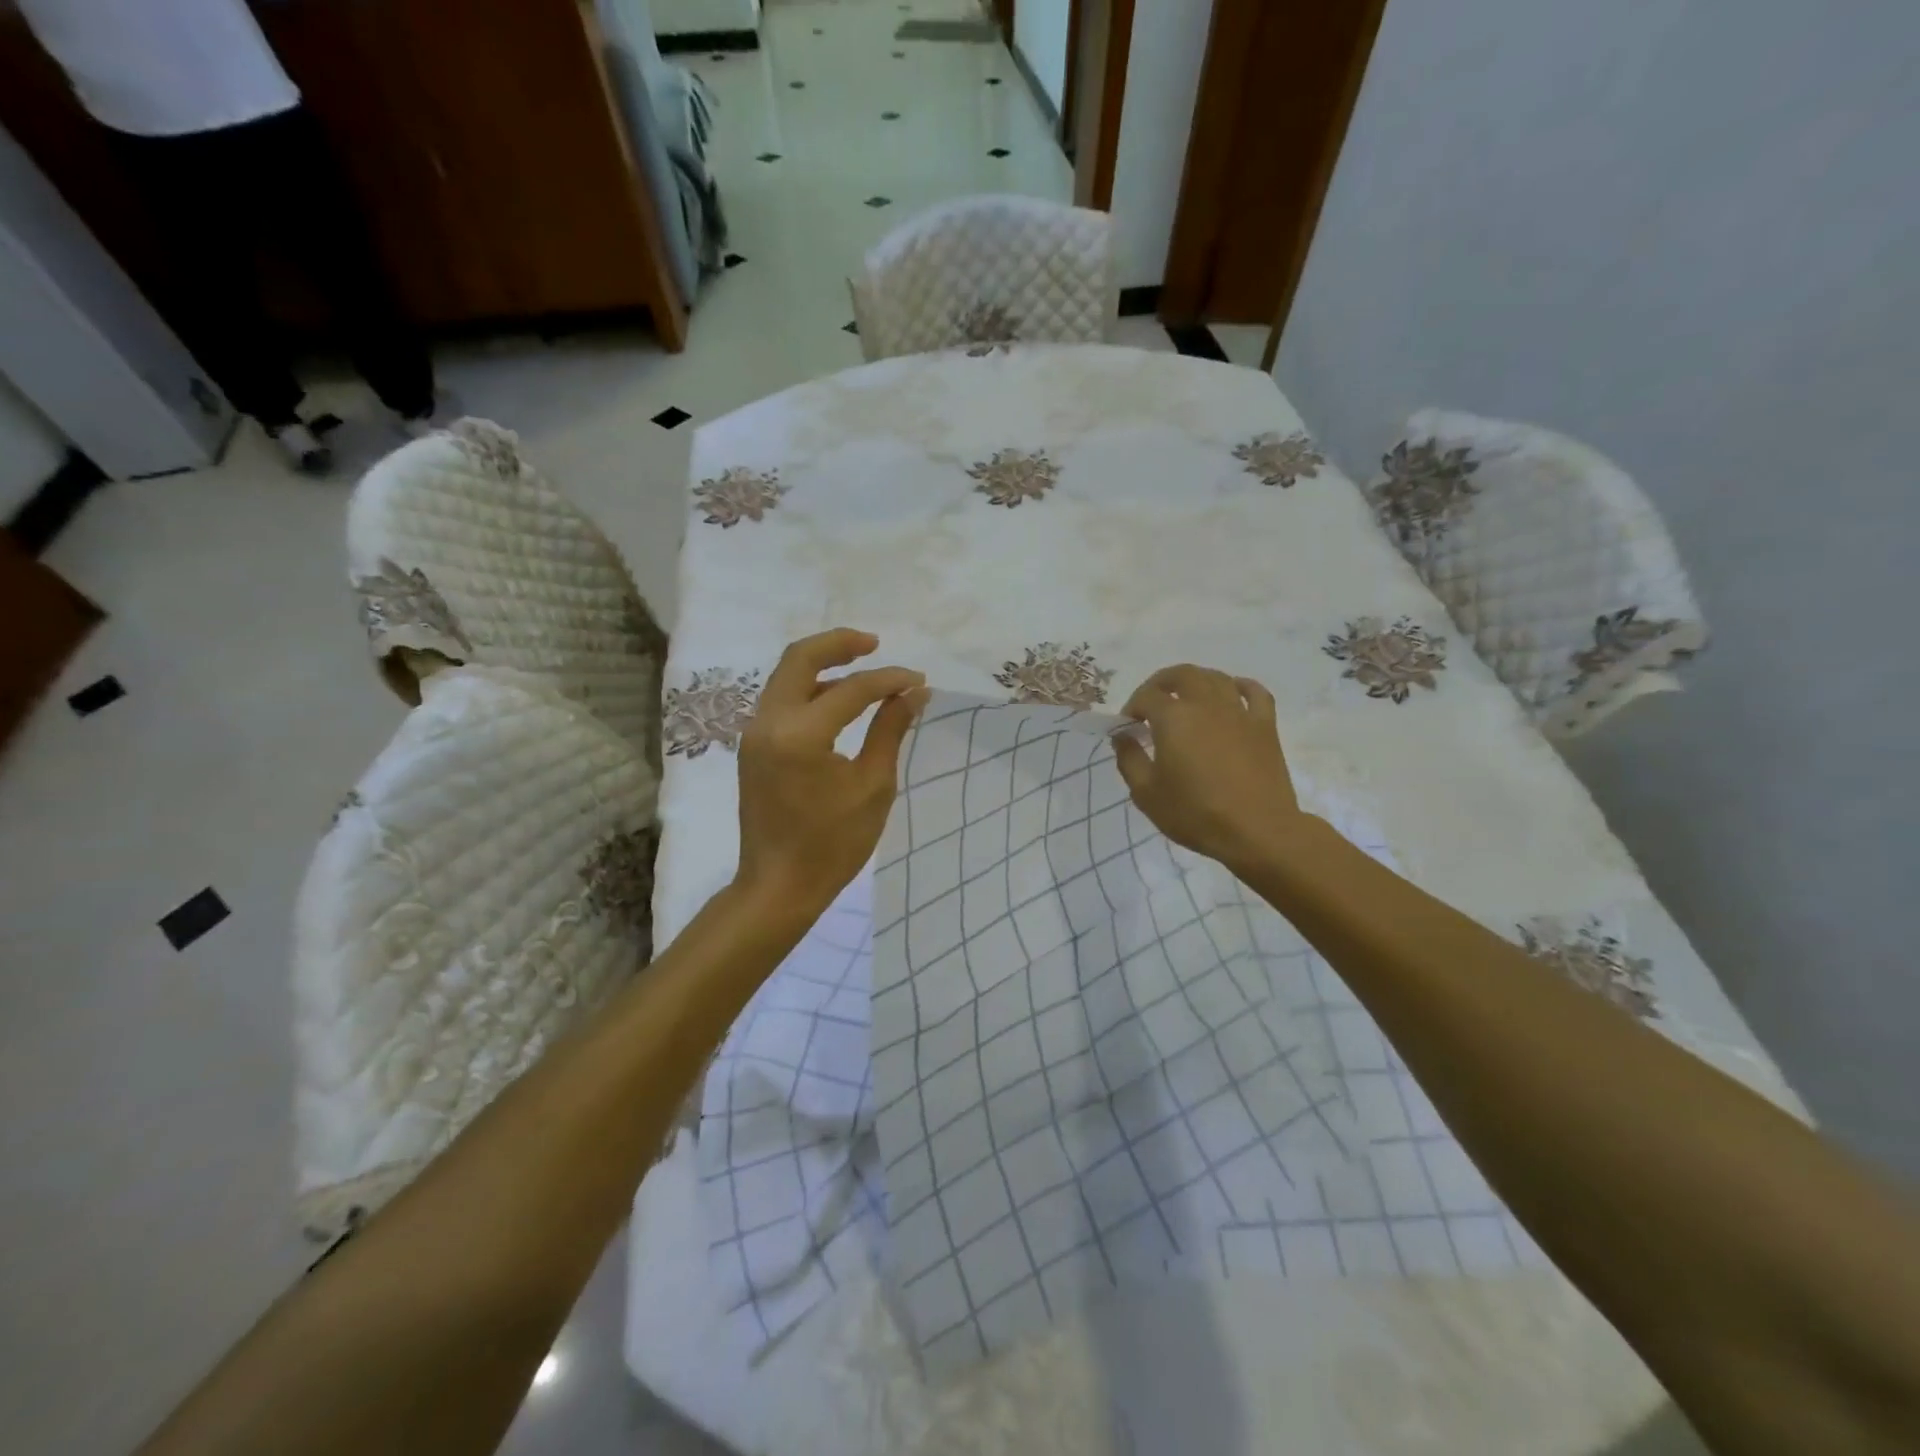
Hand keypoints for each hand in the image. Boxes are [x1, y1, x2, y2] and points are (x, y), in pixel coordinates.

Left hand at [734, 629, 928, 921]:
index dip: (889, 680)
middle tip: (875, 643)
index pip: (852, 689)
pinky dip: (809, 688)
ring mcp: (754, 733)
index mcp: (800, 734)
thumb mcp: (873, 787)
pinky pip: (781, 699)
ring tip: (862, 667)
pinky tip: (838, 700)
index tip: (919, 682)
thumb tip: (914, 693)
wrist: (778, 887)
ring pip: (786, 675)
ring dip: (822, 663)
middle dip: (840, 644)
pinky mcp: (753, 746)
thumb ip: (890, 730)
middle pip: (800, 658)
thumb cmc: (832, 845)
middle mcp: (769, 722)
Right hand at [1111, 665, 1305, 874]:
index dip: (1132, 707)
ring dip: (1196, 681)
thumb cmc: (1195, 814)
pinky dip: (1241, 686)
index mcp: (1174, 718)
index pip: (1146, 697)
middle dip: (1161, 683)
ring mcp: (1239, 712)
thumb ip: (1129, 759)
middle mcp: (1206, 705)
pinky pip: (1256, 693)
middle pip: (1182, 674)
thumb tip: (1122, 736)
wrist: (1257, 831)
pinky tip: (1232, 693)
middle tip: (1151, 702)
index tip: (1128, 728)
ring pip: (1216, 678)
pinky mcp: (1265, 725)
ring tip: (1185, 697)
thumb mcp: (1146, 793)